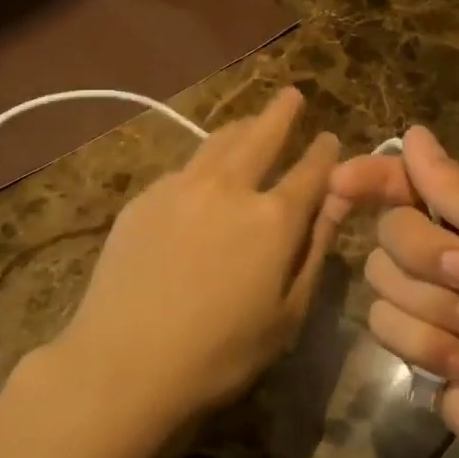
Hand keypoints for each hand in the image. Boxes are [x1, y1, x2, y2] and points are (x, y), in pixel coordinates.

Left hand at [49, 88, 343, 436]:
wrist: (122, 362)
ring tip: (251, 122)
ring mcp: (182, 186)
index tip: (330, 137)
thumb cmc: (218, 354)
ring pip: (219, 142)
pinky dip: (204, 163)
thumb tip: (336, 203)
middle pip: (262, 135)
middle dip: (281, 112)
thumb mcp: (286, 316)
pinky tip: (202, 176)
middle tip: (292, 95)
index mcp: (273, 219)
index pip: (310, 171)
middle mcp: (230, 188)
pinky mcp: (145, 197)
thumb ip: (314, 252)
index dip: (325, 152)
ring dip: (242, 127)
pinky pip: (184, 168)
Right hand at [328, 126, 458, 457]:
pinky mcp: (418, 343)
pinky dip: (424, 346)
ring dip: (432, 309)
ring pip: (381, 276)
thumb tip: (414, 133)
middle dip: (428, 258)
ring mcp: (435, 298)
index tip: (339, 184)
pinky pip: (382, 323)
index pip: (415, 177)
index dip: (375, 175)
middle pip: (392, 227)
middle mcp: (456, 248)